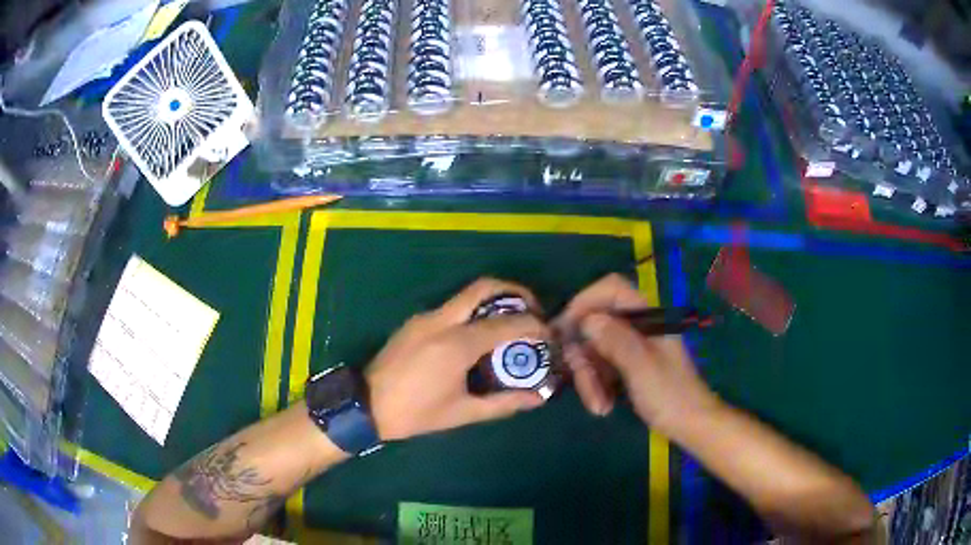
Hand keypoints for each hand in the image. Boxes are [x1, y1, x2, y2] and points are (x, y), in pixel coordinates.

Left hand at [367, 278, 548, 440]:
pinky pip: (452, 308)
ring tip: (510, 324)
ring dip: (494, 301)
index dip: (534, 325)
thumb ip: (503, 403)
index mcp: (456, 344)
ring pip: (467, 295)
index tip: (548, 334)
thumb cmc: (415, 413)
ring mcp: (425, 317)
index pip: (506, 323)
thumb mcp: (462, 413)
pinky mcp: (415, 321)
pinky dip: (473, 312)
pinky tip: (477, 337)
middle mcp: (442, 321)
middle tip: (533, 310)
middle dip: (515, 292)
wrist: (365, 405)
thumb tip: (537, 398)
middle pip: (484, 287)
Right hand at [555, 274, 719, 431]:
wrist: (691, 426)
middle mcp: (637, 327)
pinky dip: (597, 386)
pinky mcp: (628, 367)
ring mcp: (632, 348)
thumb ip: (615, 339)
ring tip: (598, 406)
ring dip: (589, 378)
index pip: (611, 289)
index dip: (584, 302)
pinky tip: (603, 407)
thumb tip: (585, 320)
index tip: (564, 329)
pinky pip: (601, 368)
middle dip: (584, 355)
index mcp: (647, 317)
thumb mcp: (641, 367)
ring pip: (595, 350)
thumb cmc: (671, 395)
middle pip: (596, 325)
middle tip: (579, 380)